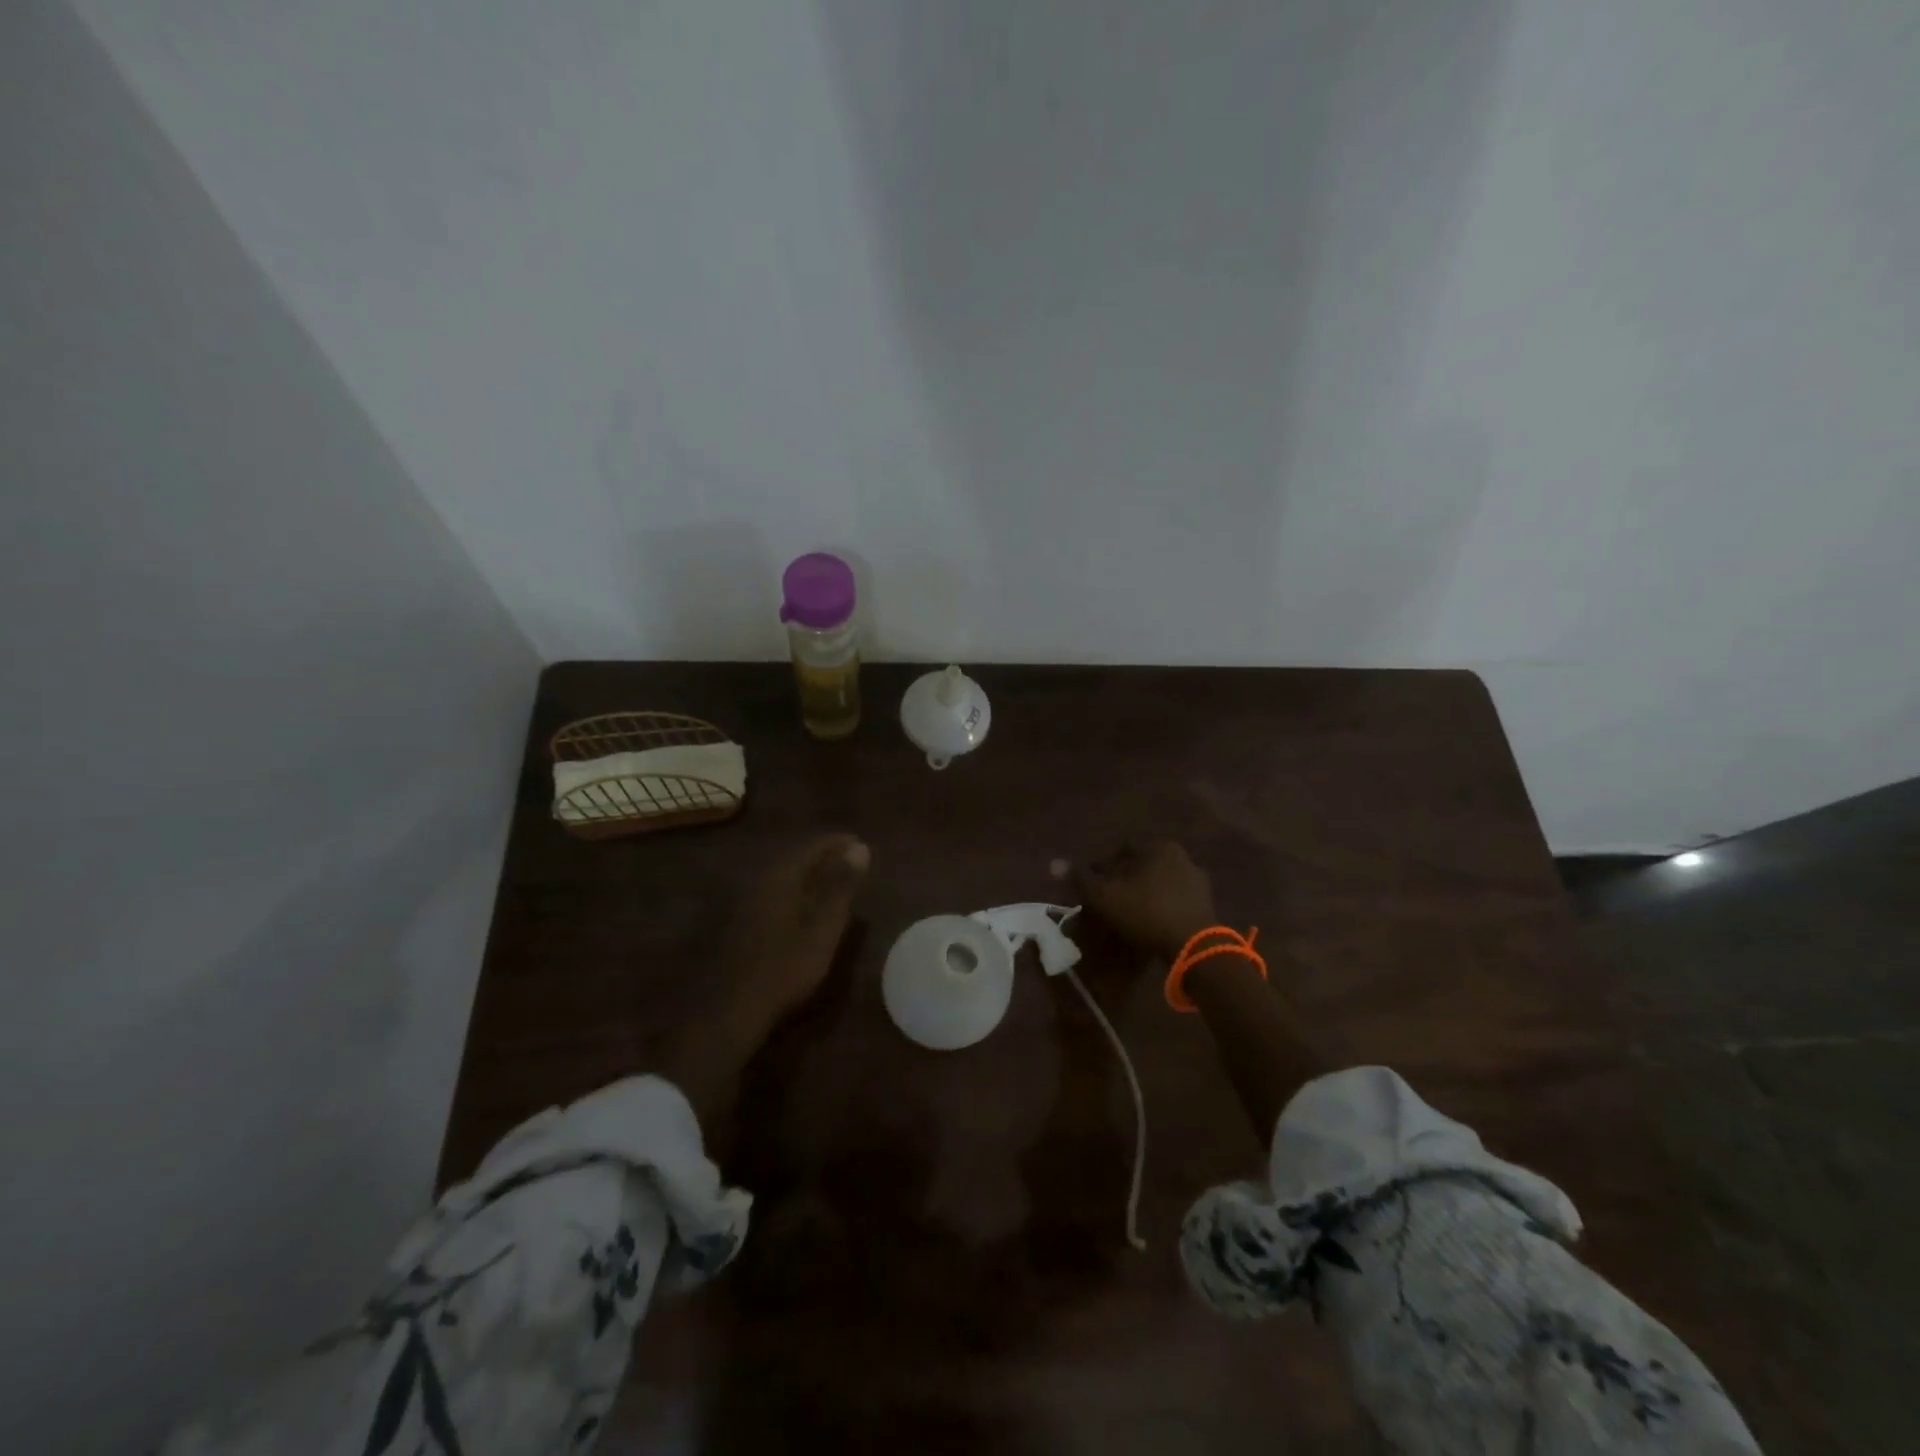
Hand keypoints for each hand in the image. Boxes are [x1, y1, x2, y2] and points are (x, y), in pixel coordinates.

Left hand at [720, 832, 870, 1029]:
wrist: (730, 1008)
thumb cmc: (784, 968)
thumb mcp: (823, 928)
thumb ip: (841, 887)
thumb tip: (860, 847)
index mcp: (781, 876)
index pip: (813, 845)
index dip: (838, 842)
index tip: (861, 843)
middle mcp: (759, 879)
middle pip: (795, 857)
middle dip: (824, 855)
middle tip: (850, 860)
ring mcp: (744, 900)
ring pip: (782, 874)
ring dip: (808, 873)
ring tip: (832, 879)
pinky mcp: (738, 920)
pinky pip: (773, 891)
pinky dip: (794, 889)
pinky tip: (802, 904)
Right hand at [1075, 841, 1217, 959]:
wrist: (1193, 945)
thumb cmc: (1145, 911)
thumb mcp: (1105, 895)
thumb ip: (1080, 878)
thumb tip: (1054, 863)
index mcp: (1157, 847)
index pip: (1122, 849)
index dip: (1103, 866)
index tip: (1092, 884)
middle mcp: (1180, 856)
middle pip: (1141, 864)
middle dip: (1123, 879)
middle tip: (1108, 899)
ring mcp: (1197, 879)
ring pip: (1159, 881)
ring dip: (1143, 892)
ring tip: (1128, 913)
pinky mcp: (1206, 903)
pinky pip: (1175, 899)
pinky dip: (1161, 906)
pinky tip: (1151, 922)